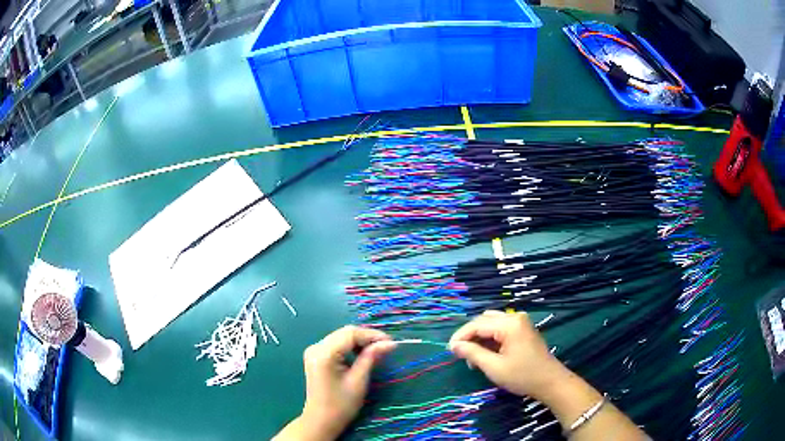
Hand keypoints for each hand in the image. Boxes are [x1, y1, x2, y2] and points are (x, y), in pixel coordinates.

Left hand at [296, 326, 396, 439]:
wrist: (321, 421)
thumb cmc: (341, 405)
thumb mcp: (359, 380)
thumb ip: (371, 357)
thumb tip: (389, 343)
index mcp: (324, 353)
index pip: (350, 333)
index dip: (372, 335)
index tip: (391, 343)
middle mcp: (316, 347)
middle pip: (345, 333)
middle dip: (367, 337)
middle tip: (387, 346)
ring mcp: (314, 351)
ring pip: (341, 337)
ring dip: (359, 341)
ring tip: (377, 350)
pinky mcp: (316, 357)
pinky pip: (336, 344)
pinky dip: (350, 346)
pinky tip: (362, 354)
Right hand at [449, 310, 569, 399]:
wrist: (550, 381)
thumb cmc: (522, 376)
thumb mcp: (494, 367)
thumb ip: (473, 353)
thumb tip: (454, 345)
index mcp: (509, 324)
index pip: (477, 324)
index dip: (461, 336)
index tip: (449, 350)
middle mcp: (515, 317)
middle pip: (484, 321)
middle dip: (470, 336)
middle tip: (460, 355)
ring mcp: (521, 322)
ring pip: (491, 323)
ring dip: (479, 337)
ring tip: (473, 356)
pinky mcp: (523, 329)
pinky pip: (501, 328)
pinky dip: (490, 338)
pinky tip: (487, 353)